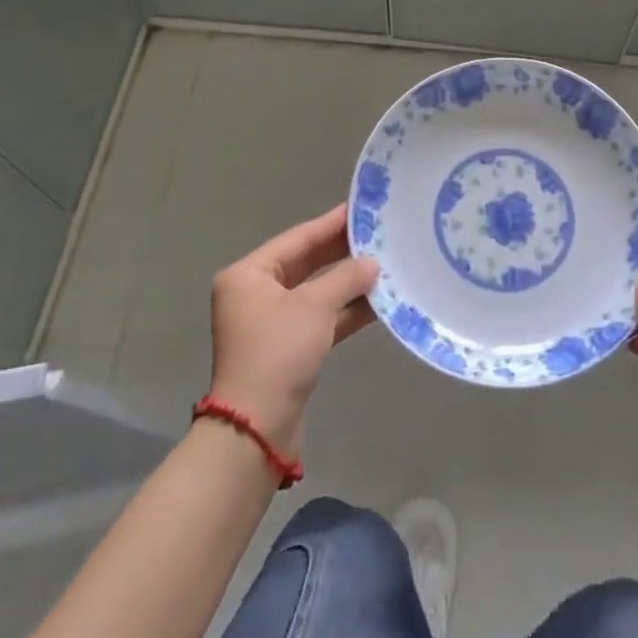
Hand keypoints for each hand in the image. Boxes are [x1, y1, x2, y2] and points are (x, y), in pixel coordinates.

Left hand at [208, 206, 378, 456]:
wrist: (257, 427)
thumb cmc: (278, 351)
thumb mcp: (315, 305)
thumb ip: (347, 277)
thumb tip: (373, 263)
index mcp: (249, 275)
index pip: (298, 238)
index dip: (331, 223)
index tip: (362, 209)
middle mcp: (256, 294)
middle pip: (307, 263)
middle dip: (343, 252)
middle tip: (380, 233)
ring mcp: (272, 323)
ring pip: (317, 292)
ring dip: (349, 282)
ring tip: (387, 263)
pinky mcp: (288, 349)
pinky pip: (322, 318)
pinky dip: (346, 310)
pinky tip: (379, 301)